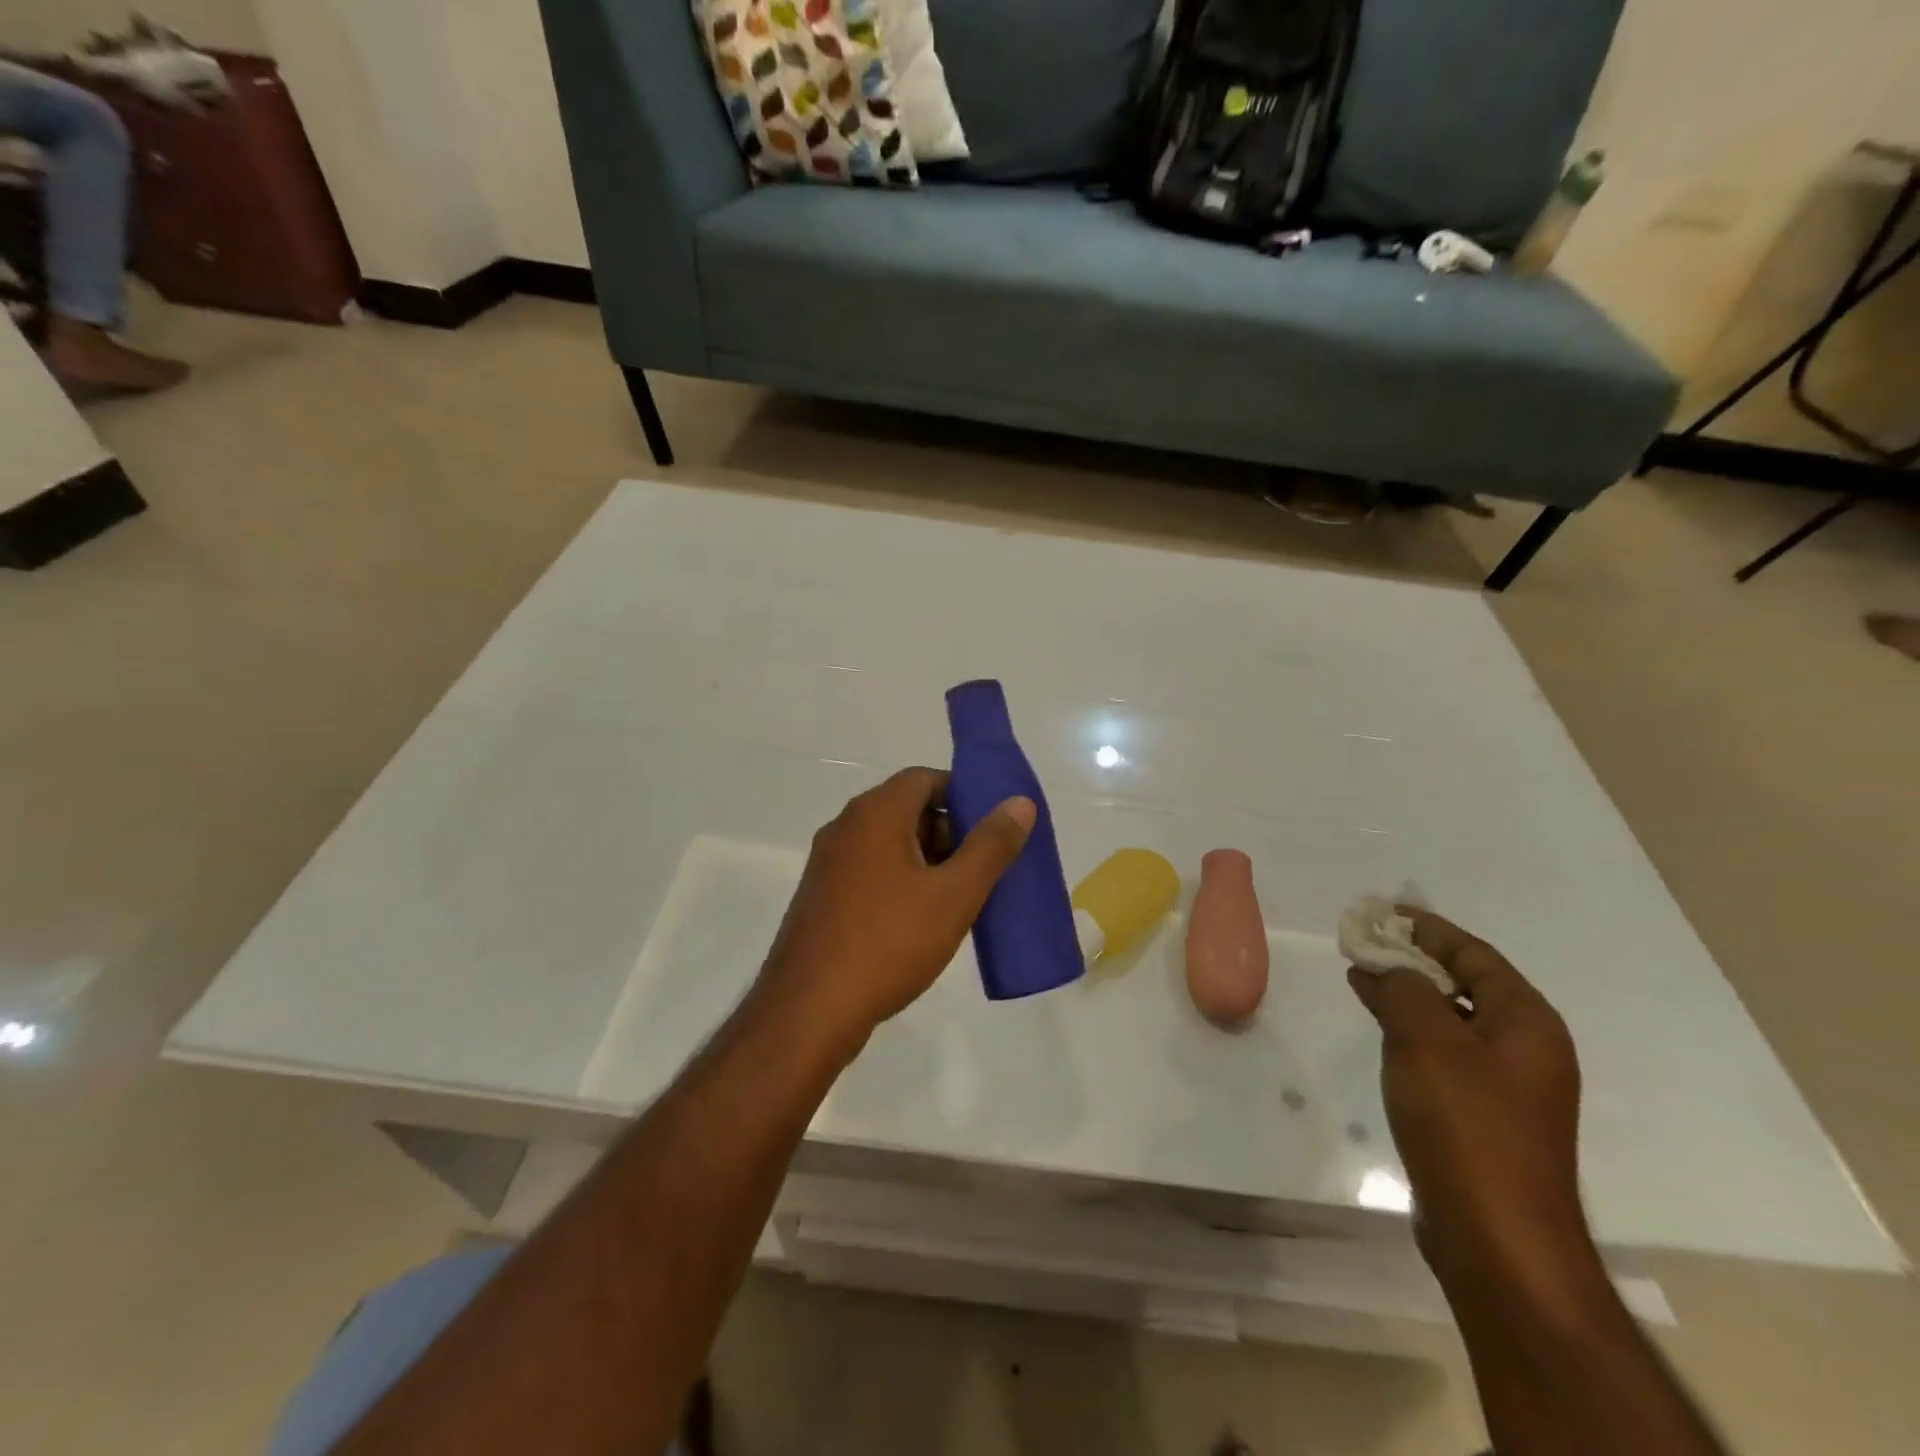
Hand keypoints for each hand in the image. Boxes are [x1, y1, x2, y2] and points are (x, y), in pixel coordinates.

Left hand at [756, 767, 1035, 1055]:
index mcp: (875, 813)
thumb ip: (990, 846)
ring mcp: (828, 864)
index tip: (994, 827)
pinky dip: (901, 882)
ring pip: (889, 845)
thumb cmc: (888, 943)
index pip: (925, 778)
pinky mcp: (821, 898)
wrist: (808, 1011)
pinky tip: (922, 921)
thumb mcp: (954, 895)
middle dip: (950, 832)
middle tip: (984, 868)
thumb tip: (1019, 803)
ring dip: (927, 861)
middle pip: (907, 809)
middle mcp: (846, 828)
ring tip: (961, 898)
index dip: (964, 795)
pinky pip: (870, 872)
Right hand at [1347, 909, 1598, 1309]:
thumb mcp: (1425, 1038)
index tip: (1383, 912)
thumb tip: (1388, 969)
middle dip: (1414, 959)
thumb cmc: (1466, 1124)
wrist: (1496, 1237)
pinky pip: (1444, 1051)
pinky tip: (1379, 1027)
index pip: (1473, 954)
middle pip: (1465, 983)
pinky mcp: (1483, 1115)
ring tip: (1361, 976)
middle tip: (1364, 941)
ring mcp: (1507, 1086)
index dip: (1427, 928)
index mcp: (1526, 1021)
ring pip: (1451, 1018)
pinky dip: (1410, 1029)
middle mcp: (1525, 1047)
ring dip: (1408, 993)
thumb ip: (1403, 988)